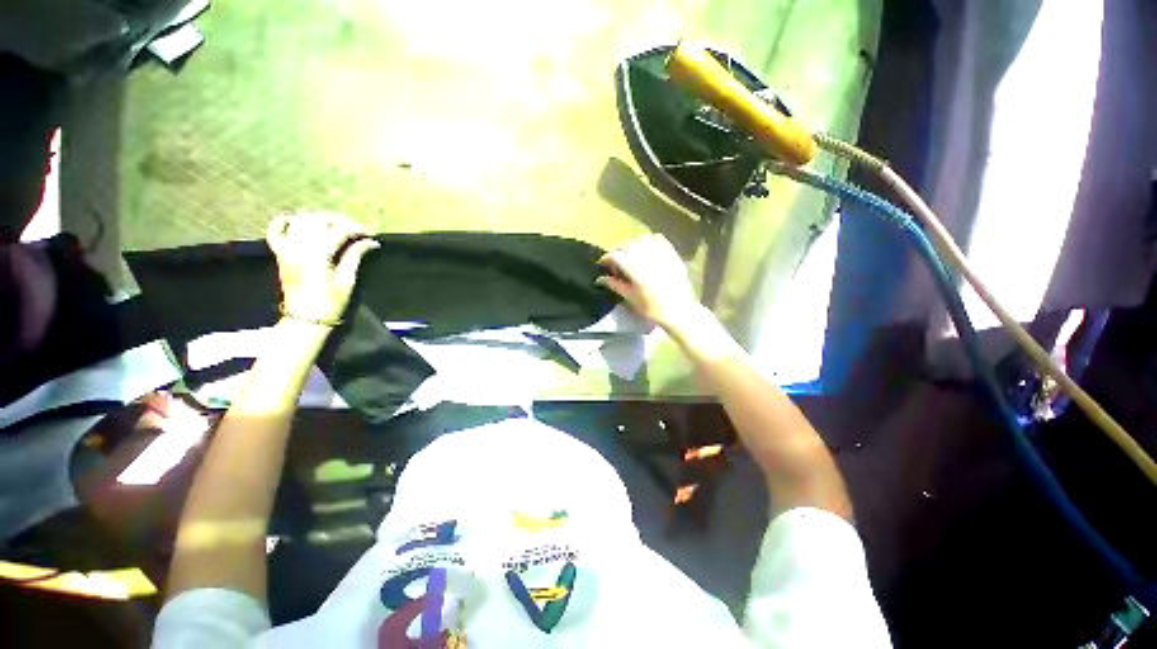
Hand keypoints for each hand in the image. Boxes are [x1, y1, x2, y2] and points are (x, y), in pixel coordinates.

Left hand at [266, 212, 378, 323]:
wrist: (305, 318)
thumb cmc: (331, 302)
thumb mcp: (347, 280)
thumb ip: (355, 256)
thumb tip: (370, 242)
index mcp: (318, 254)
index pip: (339, 230)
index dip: (357, 229)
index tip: (372, 235)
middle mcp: (299, 246)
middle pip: (319, 220)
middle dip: (340, 220)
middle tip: (356, 229)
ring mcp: (287, 248)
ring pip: (300, 220)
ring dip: (318, 217)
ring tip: (334, 225)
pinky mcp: (280, 253)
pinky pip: (276, 230)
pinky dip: (286, 221)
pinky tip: (298, 220)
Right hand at [596, 234, 700, 327]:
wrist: (680, 311)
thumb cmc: (652, 308)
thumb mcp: (630, 297)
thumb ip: (615, 285)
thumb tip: (600, 279)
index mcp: (633, 266)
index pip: (614, 255)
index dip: (606, 258)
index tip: (602, 264)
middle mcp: (645, 254)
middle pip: (626, 245)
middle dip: (618, 252)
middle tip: (616, 264)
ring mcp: (660, 252)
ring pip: (640, 239)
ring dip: (632, 245)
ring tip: (631, 256)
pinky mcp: (671, 253)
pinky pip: (657, 239)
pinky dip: (648, 241)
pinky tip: (646, 250)